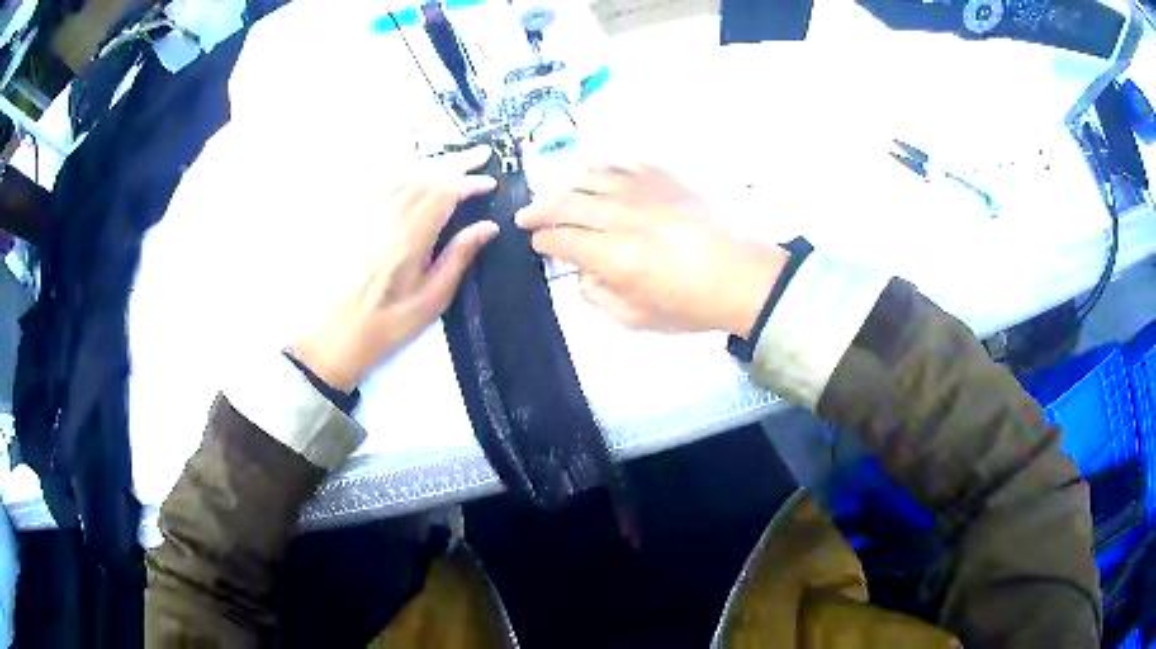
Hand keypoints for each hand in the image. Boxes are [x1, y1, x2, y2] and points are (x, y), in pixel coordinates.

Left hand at [289, 146, 498, 390]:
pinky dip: (406, 172)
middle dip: (456, 162)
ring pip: (404, 175)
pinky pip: (383, 184)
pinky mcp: (357, 220)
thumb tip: (488, 227)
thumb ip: (459, 257)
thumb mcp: (432, 300)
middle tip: (481, 154)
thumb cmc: (388, 324)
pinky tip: (415, 173)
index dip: (470, 183)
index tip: (490, 182)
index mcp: (411, 237)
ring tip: (455, 160)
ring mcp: (370, 216)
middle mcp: (389, 217)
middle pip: (425, 176)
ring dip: (432, 164)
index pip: (444, 194)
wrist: (337, 335)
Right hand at [516, 162, 787, 336]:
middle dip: (539, 210)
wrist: (744, 276)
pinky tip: (600, 175)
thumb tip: (581, 271)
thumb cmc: (693, 305)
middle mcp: (621, 215)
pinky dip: (605, 166)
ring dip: (567, 186)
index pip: (559, 240)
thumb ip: (598, 295)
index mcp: (613, 255)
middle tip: (527, 216)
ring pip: (589, 175)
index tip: (539, 246)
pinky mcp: (664, 176)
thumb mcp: (638, 318)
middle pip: (565, 202)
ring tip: (562, 196)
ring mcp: (643, 189)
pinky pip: (623, 160)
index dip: (542, 242)